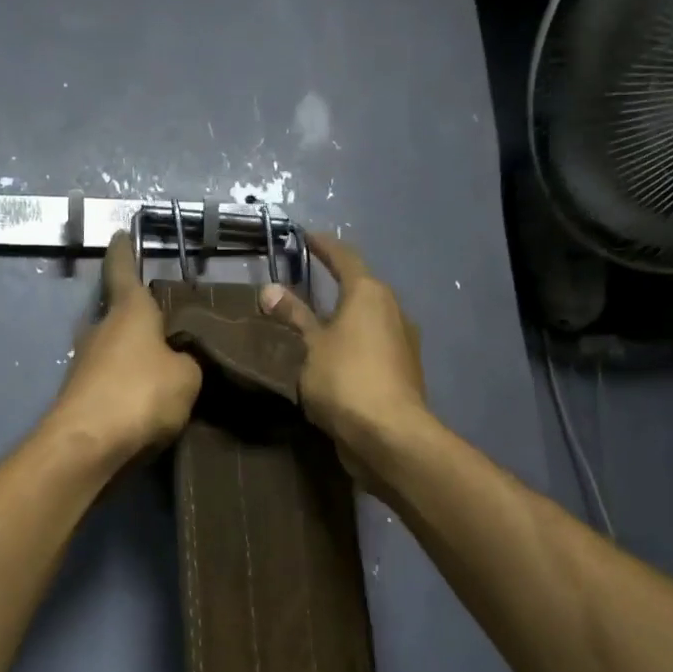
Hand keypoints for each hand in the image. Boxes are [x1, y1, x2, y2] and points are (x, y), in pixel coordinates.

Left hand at [49, 231, 202, 462]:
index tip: (119, 233)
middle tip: (170, 321)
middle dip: (141, 315)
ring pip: (116, 348)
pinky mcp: (81, 395)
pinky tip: (150, 399)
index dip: (124, 251)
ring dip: (136, 353)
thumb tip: (178, 362)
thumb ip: (188, 361)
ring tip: (168, 364)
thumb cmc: (140, 394)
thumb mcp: (187, 376)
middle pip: (121, 313)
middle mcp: (101, 329)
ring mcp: (85, 363)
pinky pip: (113, 379)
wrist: (87, 445)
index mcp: (128, 311)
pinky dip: (129, 383)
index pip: (123, 270)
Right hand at [259, 233, 429, 489]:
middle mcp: (392, 310)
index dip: (324, 246)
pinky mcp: (403, 371)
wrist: (389, 435)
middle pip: (361, 288)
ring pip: (367, 319)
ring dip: (343, 317)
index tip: (306, 236)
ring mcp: (402, 342)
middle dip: (335, 283)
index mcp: (369, 294)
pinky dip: (351, 343)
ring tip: (313, 322)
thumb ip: (292, 317)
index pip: (345, 258)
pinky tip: (332, 356)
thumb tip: (270, 289)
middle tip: (305, 282)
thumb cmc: (345, 380)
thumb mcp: (309, 346)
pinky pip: (371, 345)